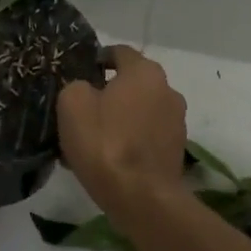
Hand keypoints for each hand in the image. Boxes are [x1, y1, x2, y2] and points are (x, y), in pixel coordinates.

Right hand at [57, 45, 186, 207]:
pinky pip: (148, 135)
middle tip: (85, 110)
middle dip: (110, 92)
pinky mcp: (178, 149)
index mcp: (145, 72)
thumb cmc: (105, 143)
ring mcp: (177, 121)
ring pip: (141, 110)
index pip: (120, 52)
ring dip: (122, 118)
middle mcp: (168, 89)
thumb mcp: (72, 104)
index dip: (98, 59)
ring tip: (97, 139)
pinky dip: (132, 140)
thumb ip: (77, 85)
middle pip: (133, 83)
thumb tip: (86, 89)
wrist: (141, 198)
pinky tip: (112, 158)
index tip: (81, 73)